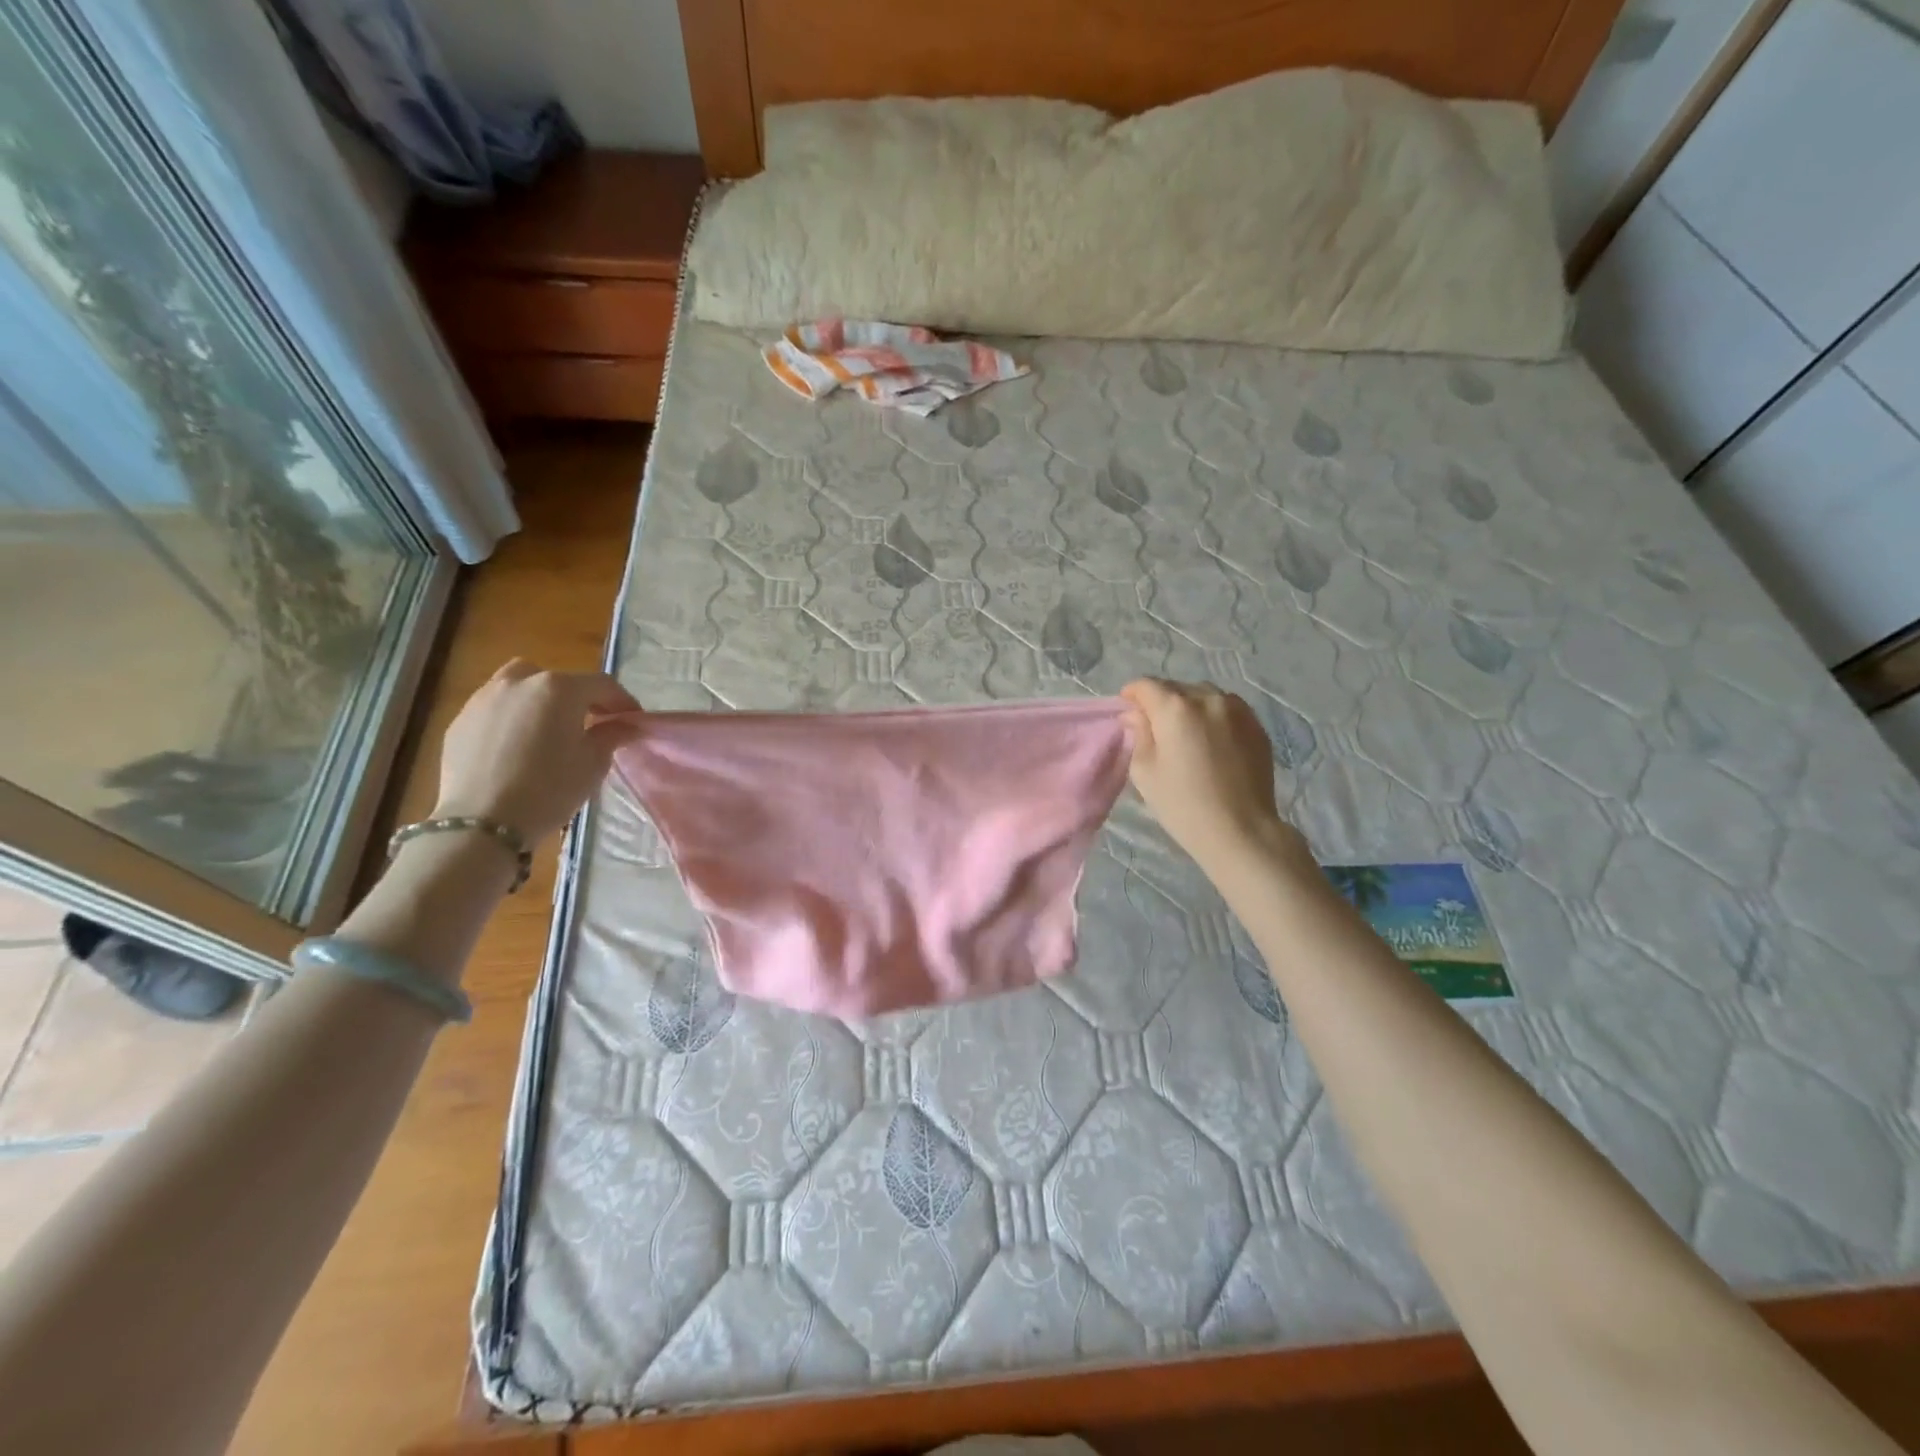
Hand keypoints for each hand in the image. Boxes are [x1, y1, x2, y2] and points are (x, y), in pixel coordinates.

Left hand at [433, 660, 640, 840]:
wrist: (482, 822)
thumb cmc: (549, 789)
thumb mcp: (593, 764)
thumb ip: (611, 735)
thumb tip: (625, 724)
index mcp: (558, 689)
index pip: (601, 685)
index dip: (622, 701)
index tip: (633, 720)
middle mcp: (519, 682)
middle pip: (557, 680)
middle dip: (577, 697)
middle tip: (588, 723)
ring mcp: (484, 698)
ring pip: (520, 687)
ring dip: (539, 702)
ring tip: (547, 731)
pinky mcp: (460, 721)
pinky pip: (495, 709)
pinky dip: (512, 718)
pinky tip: (516, 747)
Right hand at [1119, 679, 1304, 872]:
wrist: (1241, 830)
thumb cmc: (1182, 804)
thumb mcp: (1144, 771)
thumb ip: (1139, 733)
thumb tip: (1136, 714)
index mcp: (1175, 708)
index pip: (1146, 685)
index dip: (1132, 695)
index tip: (1127, 710)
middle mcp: (1208, 698)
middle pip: (1176, 687)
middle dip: (1161, 701)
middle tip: (1154, 726)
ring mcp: (1238, 710)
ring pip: (1204, 695)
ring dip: (1189, 706)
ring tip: (1185, 732)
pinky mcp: (1257, 726)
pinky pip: (1227, 709)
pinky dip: (1213, 716)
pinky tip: (1211, 741)